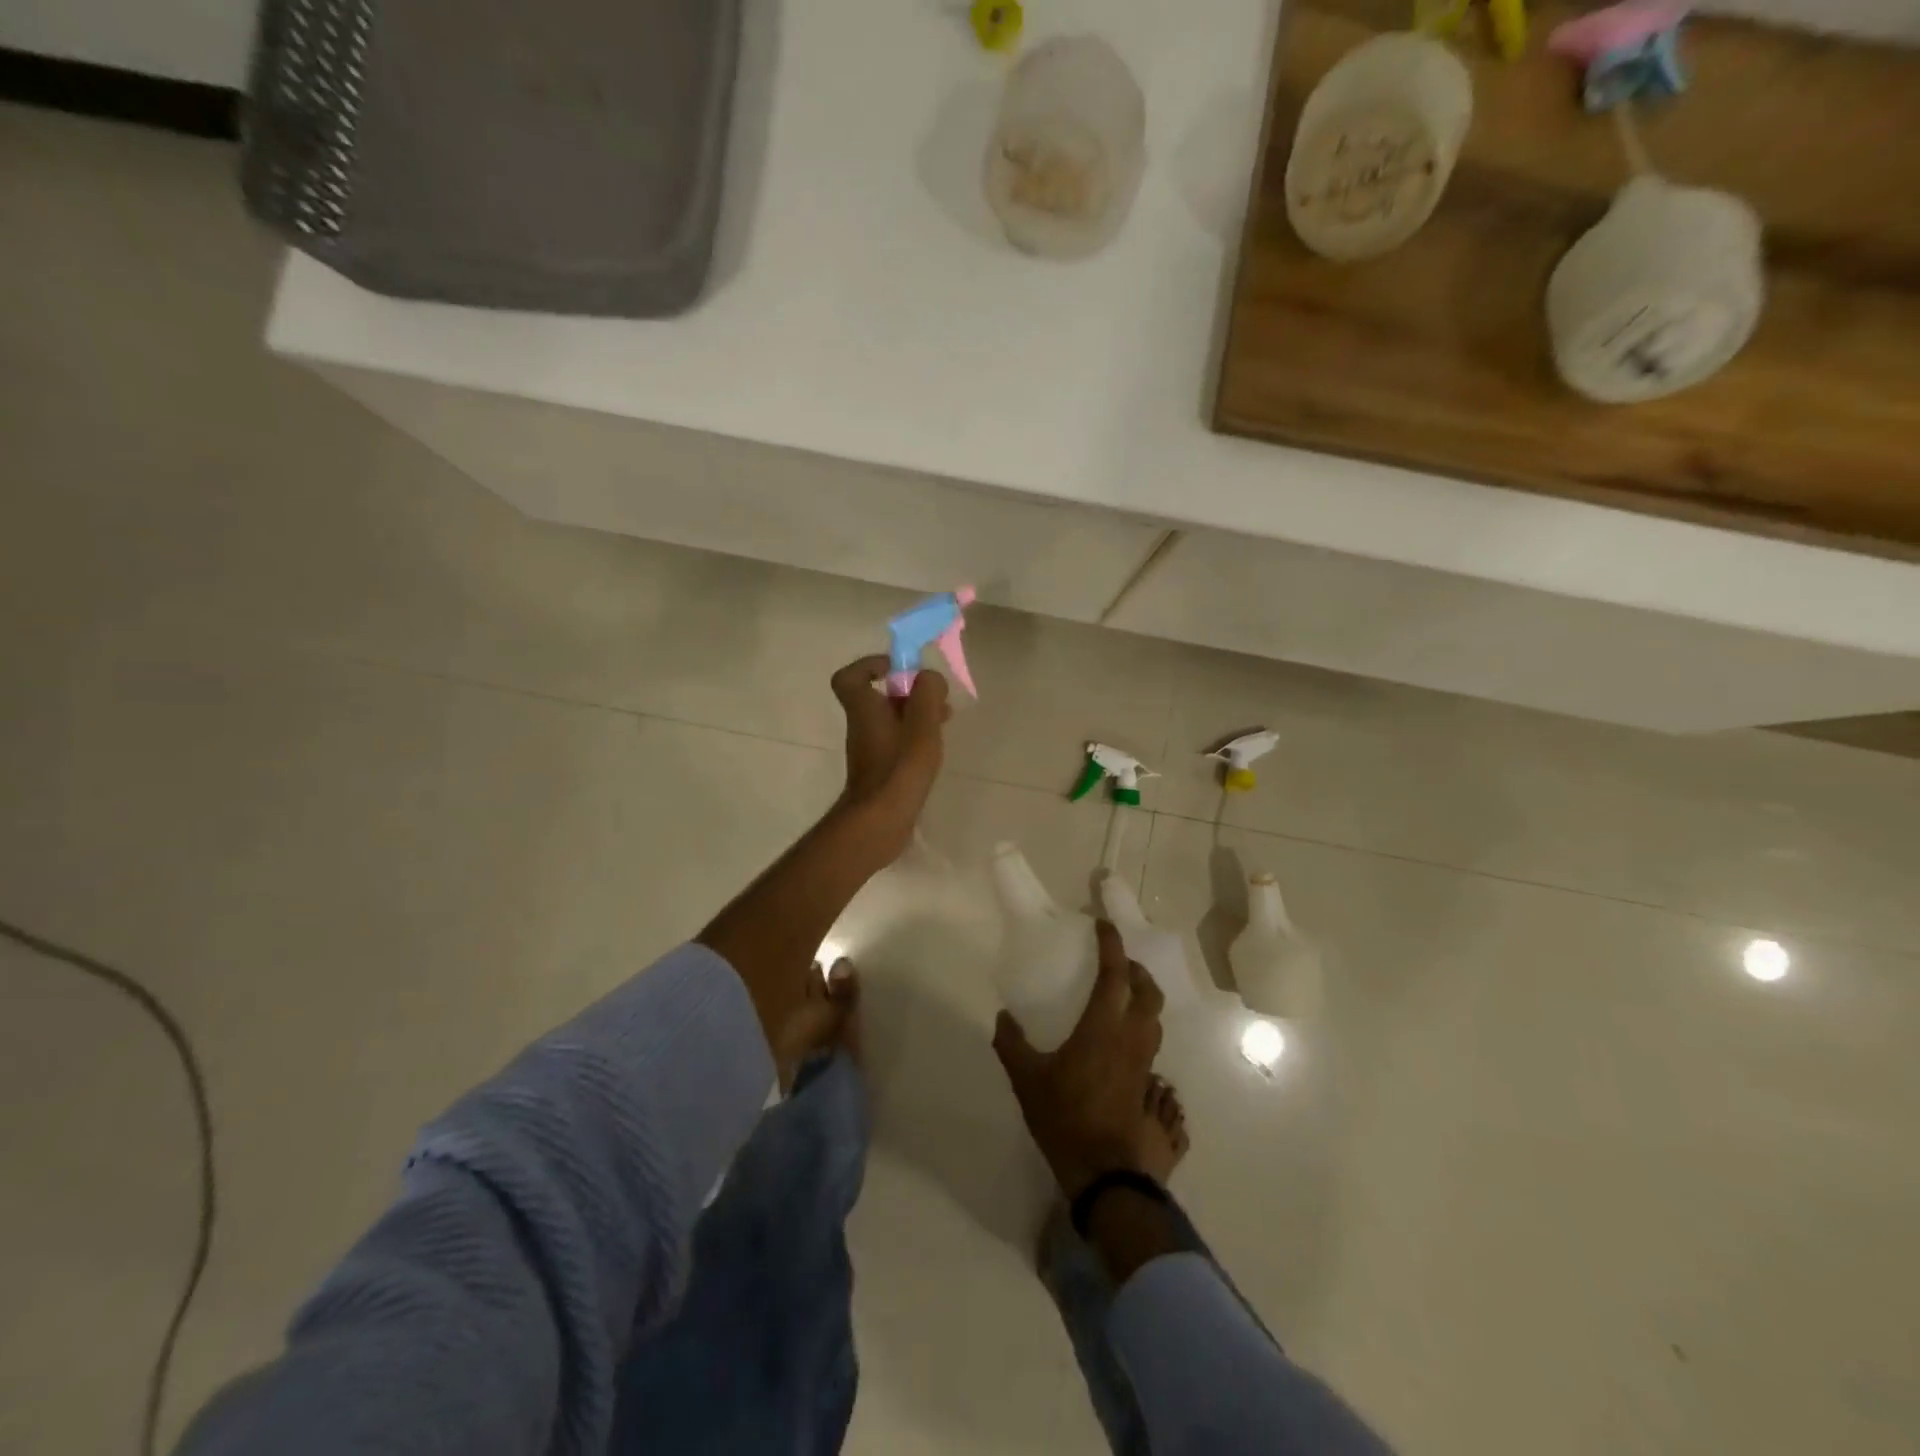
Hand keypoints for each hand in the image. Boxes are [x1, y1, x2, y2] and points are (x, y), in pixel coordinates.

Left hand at [830, 655, 949, 861]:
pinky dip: (914, 737)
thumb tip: (928, 678)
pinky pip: (896, 742)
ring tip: (944, 720)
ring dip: (915, 714)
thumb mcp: (921, 724)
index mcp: (864, 709)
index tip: (897, 668)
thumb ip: (927, 693)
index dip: (869, 665)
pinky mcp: (881, 770)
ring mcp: (870, 751)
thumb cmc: (899, 768)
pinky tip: (935, 748)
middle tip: (935, 697)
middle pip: (878, 697)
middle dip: (908, 692)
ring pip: (890, 720)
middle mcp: (862, 727)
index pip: (849, 677)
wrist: (881, 821)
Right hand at [993, 919, 1165, 1199]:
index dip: (1112, 945)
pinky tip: (1123, 1038)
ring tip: (1123, 995)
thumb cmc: (1065, 1116)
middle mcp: (1131, 1037)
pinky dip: (1142, 1025)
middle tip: (1118, 962)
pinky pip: (1151, 1040)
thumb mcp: (1027, 1079)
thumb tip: (1002, 1016)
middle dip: (1136, 969)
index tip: (1104, 926)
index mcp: (1103, 1026)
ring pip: (1155, 1017)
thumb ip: (1012, 1044)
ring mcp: (1144, 1061)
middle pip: (1147, 991)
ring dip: (1144, 996)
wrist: (1105, 1171)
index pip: (1115, 974)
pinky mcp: (1147, 1083)